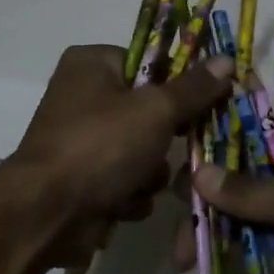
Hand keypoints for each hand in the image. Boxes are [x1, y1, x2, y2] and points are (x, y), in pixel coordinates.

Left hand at [9, 44, 233, 269]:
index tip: (203, 104)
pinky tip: (122, 202)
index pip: (151, 61)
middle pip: (149, 110)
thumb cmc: (100, 145)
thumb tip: (227, 60)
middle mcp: (82, 95)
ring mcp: (81, 139)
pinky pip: (125, 179)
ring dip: (149, 172)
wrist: (46, 213)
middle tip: (174, 148)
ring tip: (140, 182)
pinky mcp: (83, 177)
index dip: (179, 84)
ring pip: (141, 150)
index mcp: (92, 63)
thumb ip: (194, 88)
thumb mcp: (155, 110)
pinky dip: (129, 193)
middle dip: (164, 139)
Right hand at [183, 132, 273, 273]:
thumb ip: (249, 192)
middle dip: (209, 213)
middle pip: (241, 194)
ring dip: (220, 245)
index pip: (244, 145)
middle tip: (179, 242)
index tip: (174, 179)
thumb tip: (197, 172)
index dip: (209, 158)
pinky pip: (266, 268)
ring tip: (188, 265)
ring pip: (249, 233)